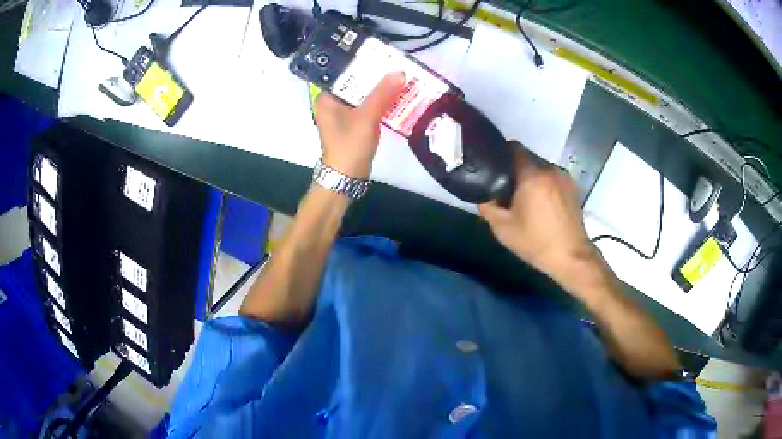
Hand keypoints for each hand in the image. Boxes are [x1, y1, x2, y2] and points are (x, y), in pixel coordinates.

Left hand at [314, 73, 405, 179]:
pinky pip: (368, 107)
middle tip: (396, 65)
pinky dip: (381, 103)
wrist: (347, 177)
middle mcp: (333, 103)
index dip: (363, 63)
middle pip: (356, 84)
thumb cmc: (350, 145)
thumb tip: (399, 72)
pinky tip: (398, 97)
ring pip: (364, 96)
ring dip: (381, 90)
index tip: (382, 55)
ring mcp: (344, 114)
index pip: (345, 73)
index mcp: (327, 98)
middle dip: (376, 77)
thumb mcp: (366, 117)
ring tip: (401, 77)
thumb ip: (382, 93)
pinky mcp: (354, 124)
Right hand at [479, 144, 601, 290]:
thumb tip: (483, 195)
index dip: (500, 153)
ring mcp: (564, 177)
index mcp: (533, 175)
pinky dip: (543, 183)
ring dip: (530, 175)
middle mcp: (550, 169)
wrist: (571, 257)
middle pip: (527, 157)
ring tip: (523, 196)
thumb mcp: (503, 229)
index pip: (513, 148)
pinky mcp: (572, 187)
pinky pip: (551, 176)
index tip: (492, 165)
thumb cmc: (536, 242)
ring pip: (540, 167)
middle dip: (514, 167)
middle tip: (505, 186)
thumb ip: (488, 207)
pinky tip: (540, 202)